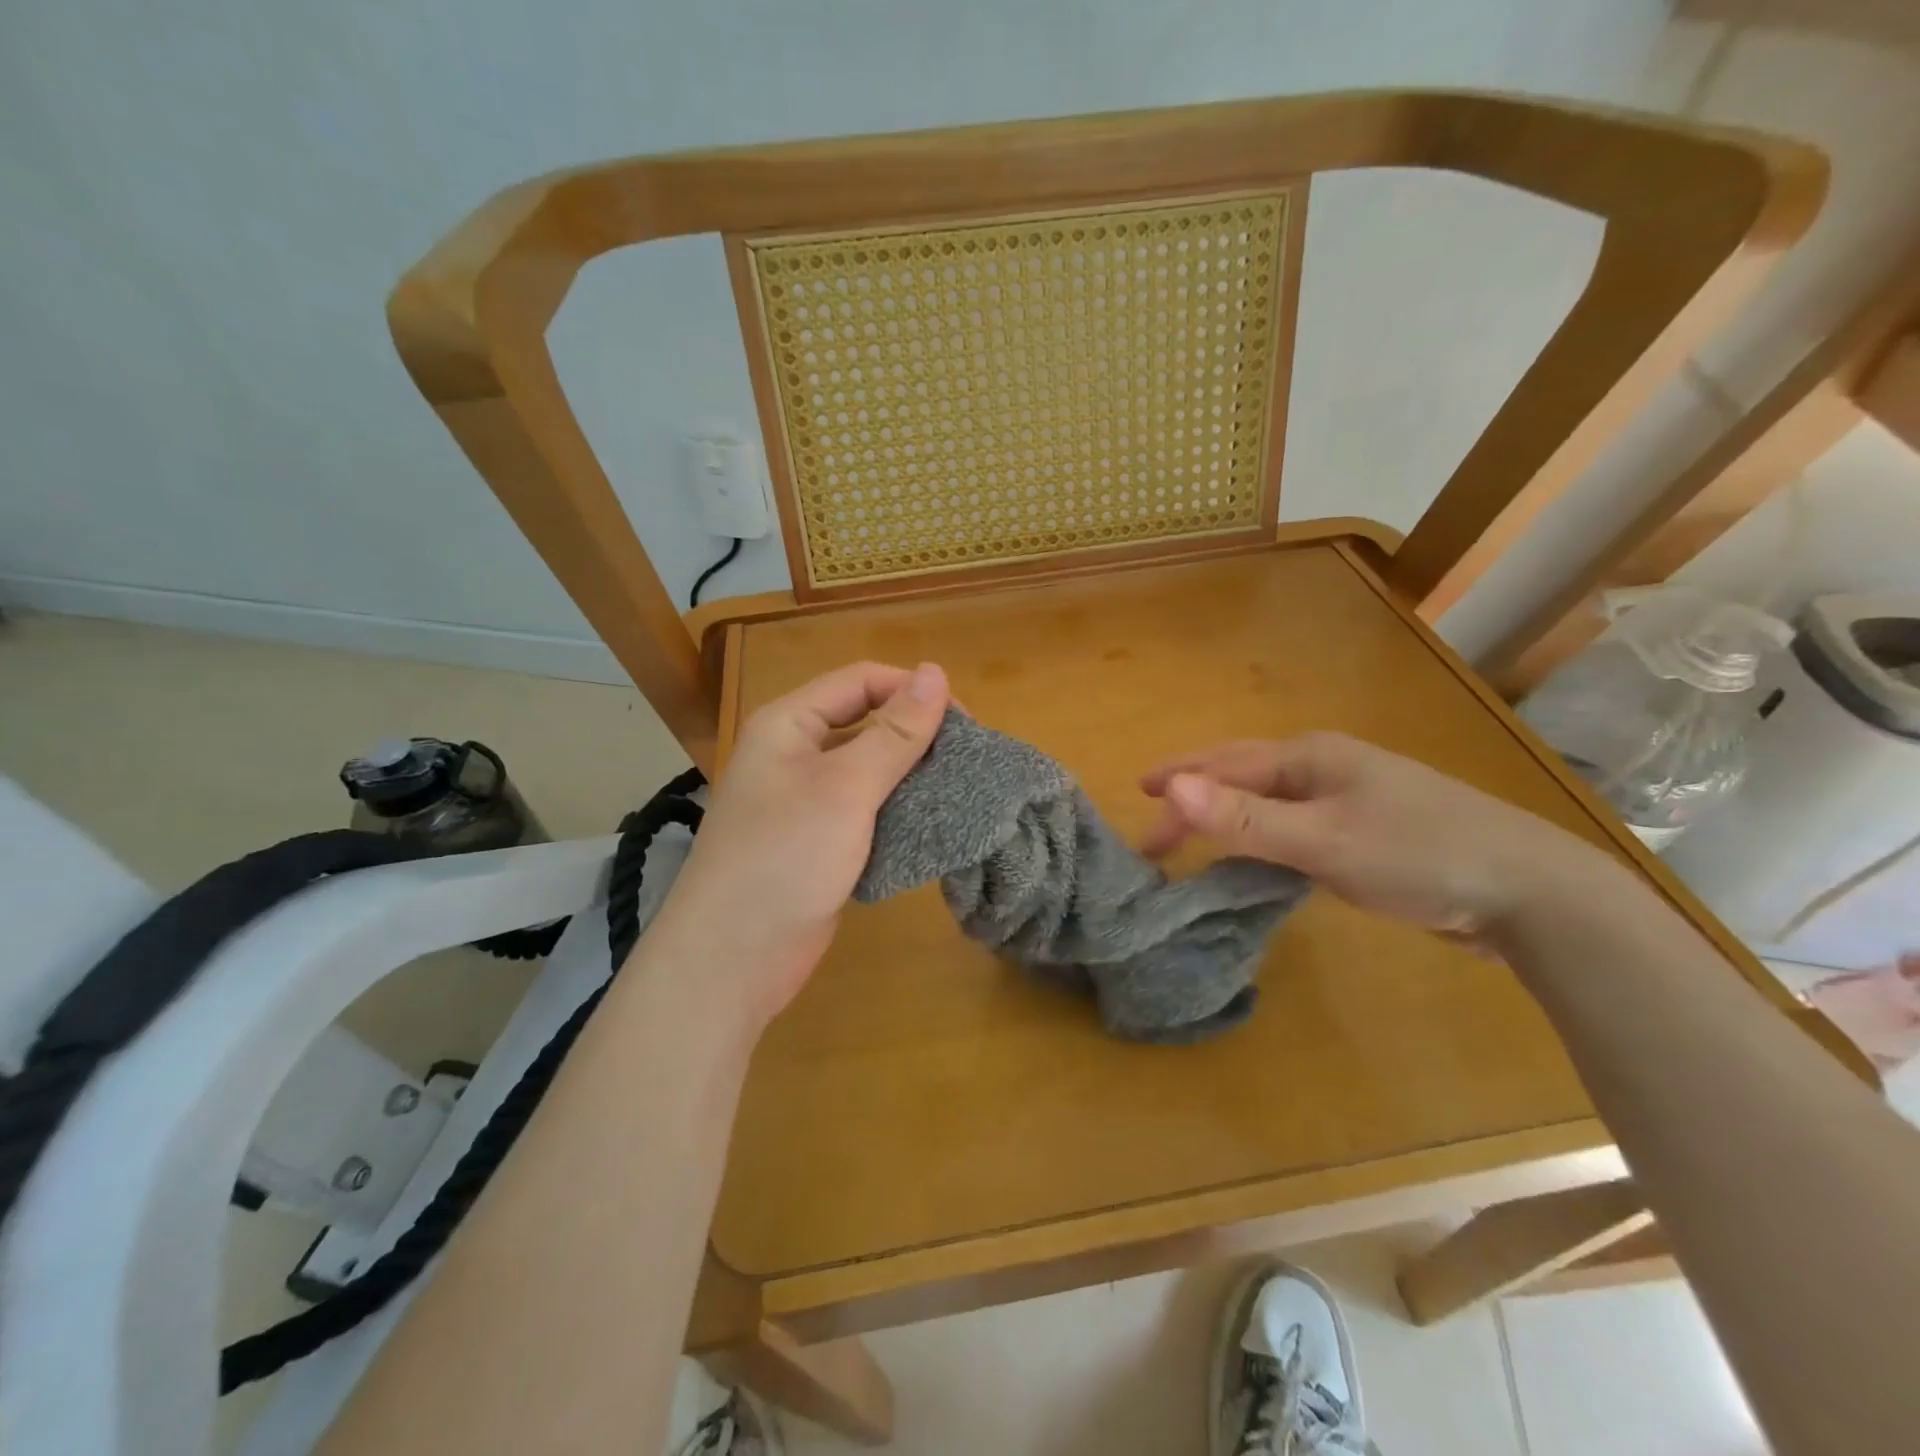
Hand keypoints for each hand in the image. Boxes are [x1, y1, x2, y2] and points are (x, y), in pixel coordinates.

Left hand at [649, 660, 948, 1026]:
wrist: (733, 958)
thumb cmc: (786, 856)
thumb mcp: (846, 787)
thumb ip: (894, 732)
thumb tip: (936, 671)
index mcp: (788, 724)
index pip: (860, 681)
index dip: (912, 690)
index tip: (965, 721)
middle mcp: (793, 755)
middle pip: (865, 723)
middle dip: (916, 735)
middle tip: (967, 758)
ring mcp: (803, 802)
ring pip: (868, 771)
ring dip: (911, 776)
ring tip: (959, 789)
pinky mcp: (817, 843)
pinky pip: (864, 812)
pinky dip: (896, 813)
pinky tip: (931, 825)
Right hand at [1139, 732, 1602, 941]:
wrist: (1531, 892)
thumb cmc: (1418, 854)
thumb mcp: (1322, 840)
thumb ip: (1244, 819)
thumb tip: (1171, 789)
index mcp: (1310, 756)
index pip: (1224, 765)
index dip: (1178, 783)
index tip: (1138, 805)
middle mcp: (1325, 768)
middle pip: (1243, 778)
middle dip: (1196, 800)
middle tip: (1156, 835)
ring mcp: (1350, 799)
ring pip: (1269, 805)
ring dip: (1227, 822)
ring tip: (1194, 846)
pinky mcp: (1368, 833)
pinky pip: (1294, 830)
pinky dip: (1262, 844)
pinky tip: (1258, 864)